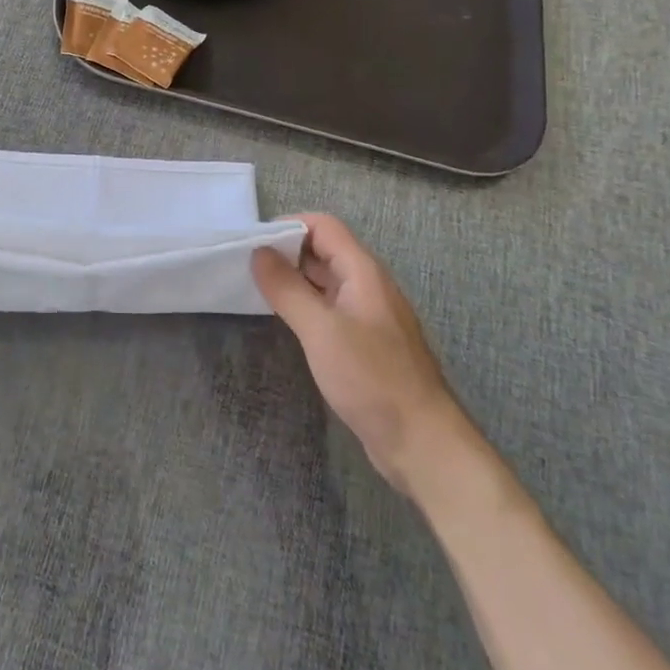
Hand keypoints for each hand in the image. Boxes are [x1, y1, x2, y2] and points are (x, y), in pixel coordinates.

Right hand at [252, 213, 460, 496]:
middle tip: (246, 266)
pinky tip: (284, 320)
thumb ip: (287, 288)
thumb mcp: (321, 330)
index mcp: (363, 272)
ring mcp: (368, 316)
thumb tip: (258, 253)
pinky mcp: (365, 343)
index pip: (323, 226)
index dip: (288, 226)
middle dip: (286, 251)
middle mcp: (368, 286)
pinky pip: (330, 308)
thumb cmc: (372, 379)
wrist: (422, 444)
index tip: (253, 243)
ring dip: (293, 279)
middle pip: (324, 250)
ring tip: (256, 289)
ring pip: (325, 281)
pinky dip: (305, 305)